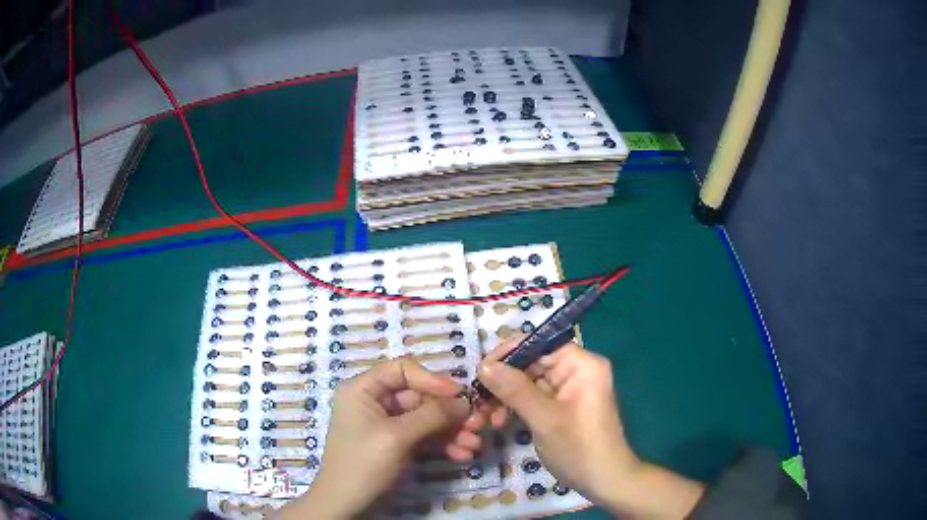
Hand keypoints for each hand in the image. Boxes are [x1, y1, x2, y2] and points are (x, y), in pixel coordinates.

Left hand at [278, 358, 483, 518]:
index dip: (432, 379)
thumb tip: (465, 402)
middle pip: (420, 396)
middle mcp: (376, 402)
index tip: (460, 394)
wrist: (347, 504)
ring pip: (427, 418)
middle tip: (478, 424)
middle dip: (450, 412)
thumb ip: (432, 416)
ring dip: (452, 430)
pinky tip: (464, 454)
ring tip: (475, 444)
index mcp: (364, 390)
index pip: (402, 370)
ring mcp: (388, 425)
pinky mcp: (398, 444)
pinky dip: (444, 444)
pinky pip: (425, 436)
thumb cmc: (363, 463)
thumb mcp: (397, 437)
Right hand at [477, 340, 704, 518]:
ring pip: (528, 383)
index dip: (510, 353)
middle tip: (477, 399)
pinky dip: (515, 408)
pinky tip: (499, 422)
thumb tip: (484, 365)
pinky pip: (533, 399)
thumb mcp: (544, 418)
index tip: (481, 370)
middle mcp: (576, 371)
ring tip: (486, 417)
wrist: (604, 481)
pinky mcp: (561, 408)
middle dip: (503, 381)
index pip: (540, 345)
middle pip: (532, 364)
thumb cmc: (579, 448)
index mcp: (582, 365)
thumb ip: (514, 389)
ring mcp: (569, 391)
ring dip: (505, 398)